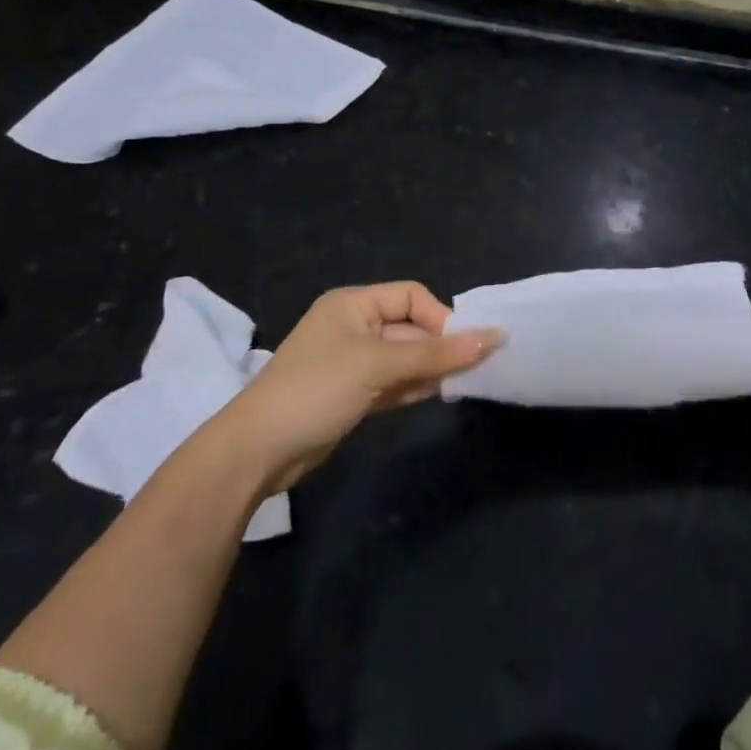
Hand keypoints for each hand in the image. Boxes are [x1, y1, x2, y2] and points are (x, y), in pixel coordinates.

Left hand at [212, 282, 502, 492]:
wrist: (257, 453)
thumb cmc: (316, 390)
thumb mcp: (378, 366)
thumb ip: (436, 353)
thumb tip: (494, 336)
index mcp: (353, 305)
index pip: (411, 296)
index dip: (440, 317)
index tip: (465, 345)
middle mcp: (354, 327)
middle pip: (411, 327)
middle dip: (441, 345)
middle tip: (477, 366)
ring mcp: (354, 363)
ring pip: (406, 358)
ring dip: (434, 367)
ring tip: (469, 380)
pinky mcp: (354, 394)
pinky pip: (396, 382)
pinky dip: (418, 385)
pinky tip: (444, 393)